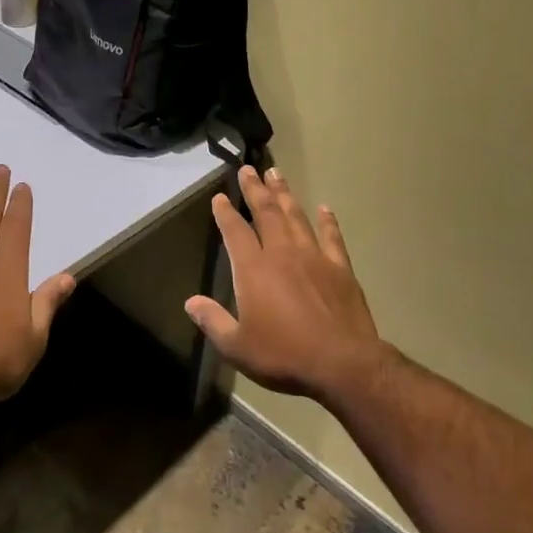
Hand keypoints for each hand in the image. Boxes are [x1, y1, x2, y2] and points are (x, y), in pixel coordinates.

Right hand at [185, 165, 384, 400]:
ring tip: (276, 174)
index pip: (235, 232)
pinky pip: (331, 237)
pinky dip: (327, 221)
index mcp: (253, 270)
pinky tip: (324, 208)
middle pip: (266, 213)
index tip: (219, 197)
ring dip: (285, 194)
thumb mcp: (237, 346)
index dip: (225, 213)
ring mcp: (314, 257)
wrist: (341, 363)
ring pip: (296, 217)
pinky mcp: (340, 268)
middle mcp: (282, 253)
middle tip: (248, 169)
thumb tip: (191, 303)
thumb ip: (213, 322)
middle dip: (255, 189)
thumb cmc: (283, 355)